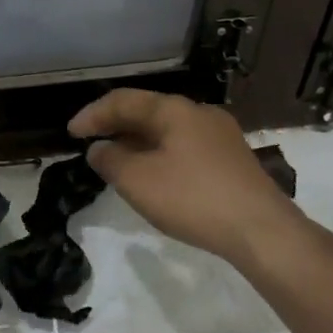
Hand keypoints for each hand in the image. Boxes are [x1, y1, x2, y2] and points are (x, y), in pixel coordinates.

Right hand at [69, 89, 306, 269]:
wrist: (262, 231)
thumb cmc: (193, 199)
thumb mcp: (137, 181)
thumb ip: (110, 160)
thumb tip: (100, 149)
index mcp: (175, 110)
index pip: (123, 101)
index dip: (93, 114)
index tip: (70, 133)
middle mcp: (199, 113)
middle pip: (148, 111)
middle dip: (116, 126)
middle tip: (91, 143)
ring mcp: (221, 136)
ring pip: (168, 130)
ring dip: (138, 142)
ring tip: (118, 161)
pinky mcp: (233, 160)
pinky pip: (185, 147)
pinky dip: (160, 154)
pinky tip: (154, 176)